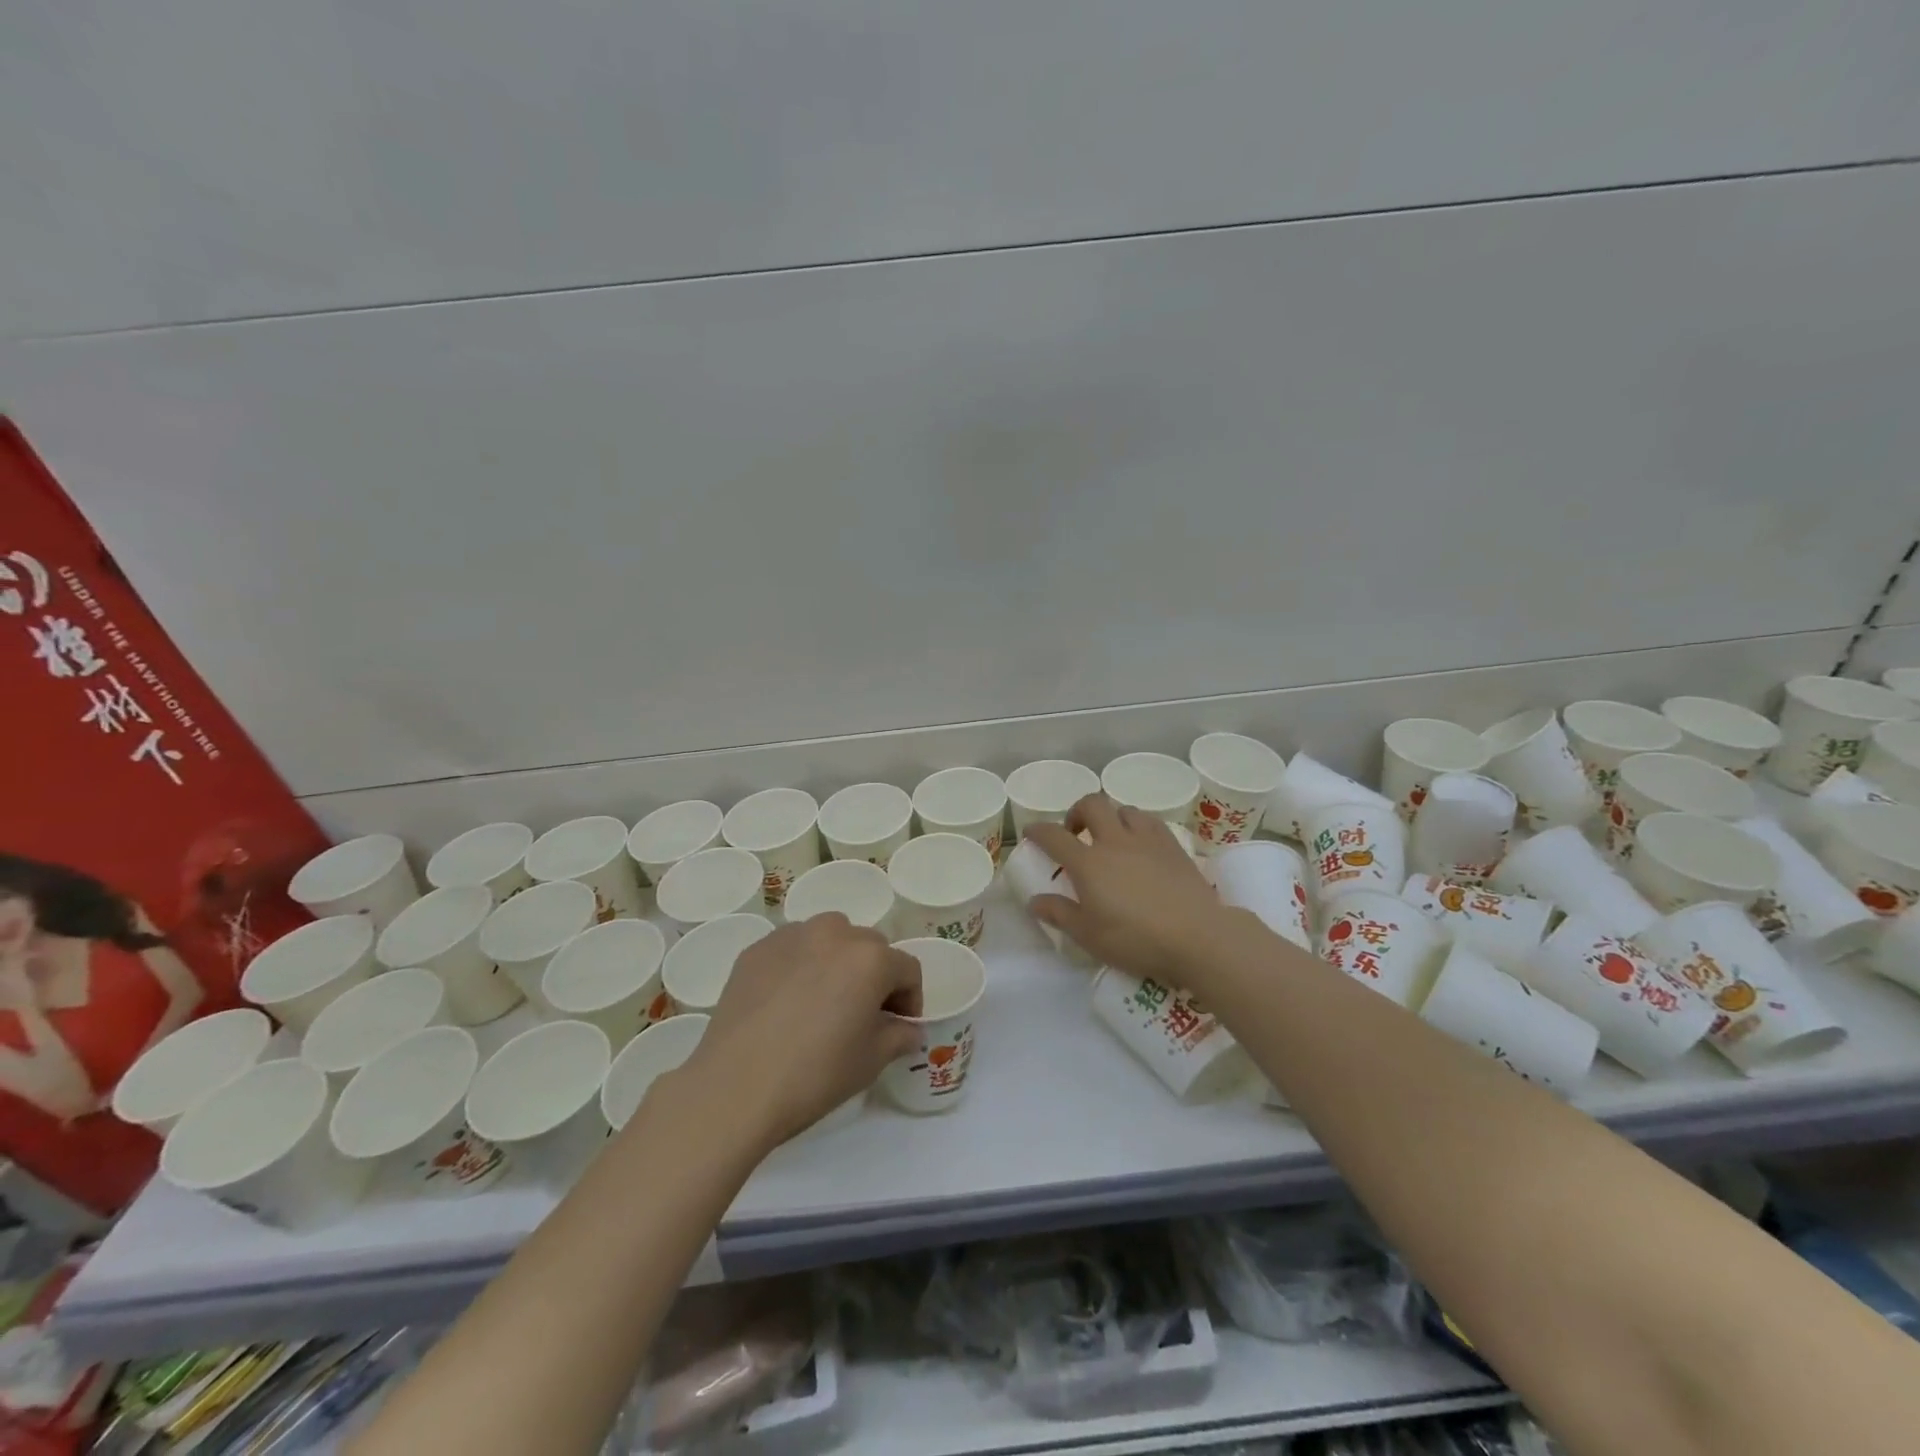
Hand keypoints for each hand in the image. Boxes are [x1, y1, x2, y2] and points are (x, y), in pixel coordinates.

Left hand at [685, 914, 922, 1152]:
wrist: (735, 1088)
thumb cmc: (815, 1075)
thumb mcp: (871, 1061)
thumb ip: (899, 1035)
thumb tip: (907, 1029)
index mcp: (870, 957)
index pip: (907, 969)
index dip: (910, 1000)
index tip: (898, 1027)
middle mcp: (834, 933)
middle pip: (870, 947)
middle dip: (875, 976)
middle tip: (862, 1015)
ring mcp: (791, 936)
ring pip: (830, 938)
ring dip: (837, 962)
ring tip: (824, 1001)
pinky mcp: (757, 949)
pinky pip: (793, 948)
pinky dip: (801, 965)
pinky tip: (787, 1003)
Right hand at [1025, 795, 1226, 985]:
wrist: (1197, 936)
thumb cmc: (1136, 939)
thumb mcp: (1088, 935)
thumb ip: (1059, 914)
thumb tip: (1035, 901)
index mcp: (1088, 863)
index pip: (1054, 836)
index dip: (1038, 830)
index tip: (1031, 832)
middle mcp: (1115, 841)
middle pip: (1092, 805)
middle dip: (1077, 812)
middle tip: (1075, 833)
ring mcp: (1147, 840)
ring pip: (1124, 809)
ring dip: (1111, 817)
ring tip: (1111, 838)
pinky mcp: (1173, 846)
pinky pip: (1150, 821)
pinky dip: (1138, 825)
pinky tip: (1141, 845)